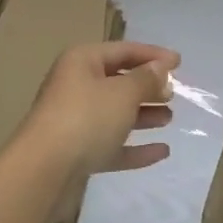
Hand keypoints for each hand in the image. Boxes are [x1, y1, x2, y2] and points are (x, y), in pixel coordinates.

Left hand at [21, 41, 179, 178]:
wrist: (43, 172)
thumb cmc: (85, 118)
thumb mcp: (123, 93)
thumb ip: (146, 79)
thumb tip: (160, 69)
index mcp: (82, 62)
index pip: (123, 50)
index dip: (152, 55)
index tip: (180, 63)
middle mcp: (76, 86)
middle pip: (118, 81)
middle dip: (147, 87)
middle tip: (173, 94)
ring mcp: (76, 122)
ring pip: (116, 113)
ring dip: (143, 115)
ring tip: (169, 118)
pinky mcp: (78, 153)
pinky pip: (113, 144)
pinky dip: (135, 146)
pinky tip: (162, 151)